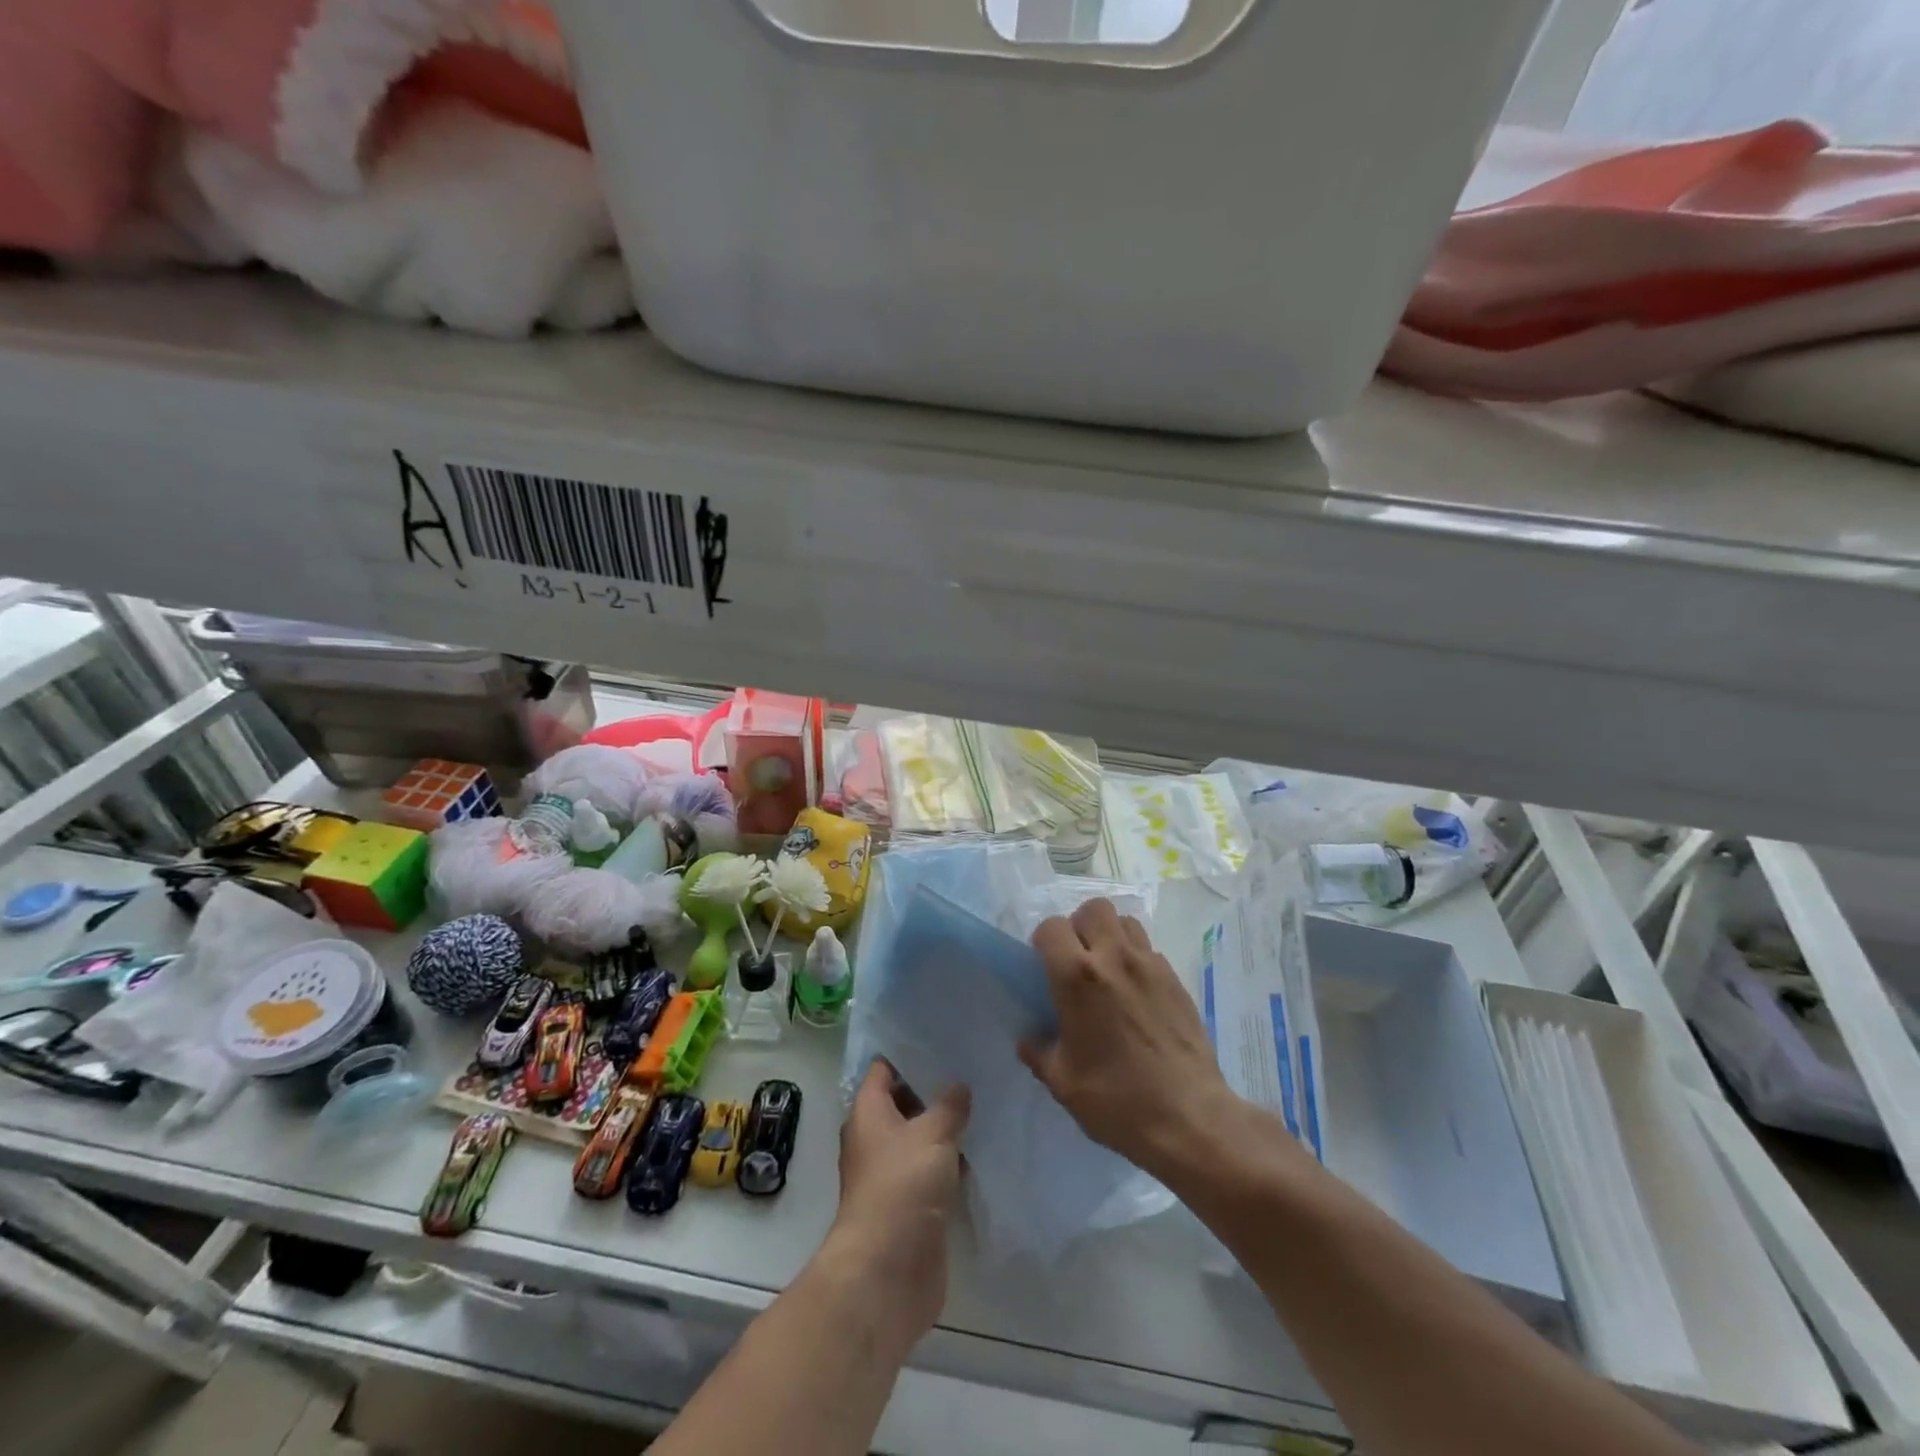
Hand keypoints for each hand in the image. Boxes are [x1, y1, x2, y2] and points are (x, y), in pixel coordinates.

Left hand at [822, 1059, 969, 1348]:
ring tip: (984, 1102)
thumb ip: (949, 1105)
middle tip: (973, 1068)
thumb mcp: (932, 1134)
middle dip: (934, 1089)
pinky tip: (981, 1149)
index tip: (941, 1039)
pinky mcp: (911, 1206)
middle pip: (904, 1103)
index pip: (883, 1070)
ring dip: (946, 1128)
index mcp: (868, 1114)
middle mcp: (875, 1140)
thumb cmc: (902, 1186)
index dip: (908, 1053)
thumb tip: (959, 1085)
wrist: (888, 1270)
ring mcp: (892, 1175)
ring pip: (921, 1139)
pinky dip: (952, 1162)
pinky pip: (933, 1172)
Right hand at [1020, 899, 1235, 1182]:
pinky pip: (1149, 949)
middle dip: (1079, 927)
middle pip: (1092, 909)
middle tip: (1077, 961)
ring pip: (1125, 921)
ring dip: (1110, 935)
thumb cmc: (1117, 1100)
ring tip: (1107, 969)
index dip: (1043, 942)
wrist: (1190, 1117)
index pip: (1051, 927)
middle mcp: (1113, 957)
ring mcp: (1150, 964)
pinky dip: (1135, 958)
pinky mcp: (1175, 978)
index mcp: (1077, 977)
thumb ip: (1040, 1053)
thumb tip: (1029, 1040)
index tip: (1044, 967)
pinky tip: (1135, 993)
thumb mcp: (1063, 1083)